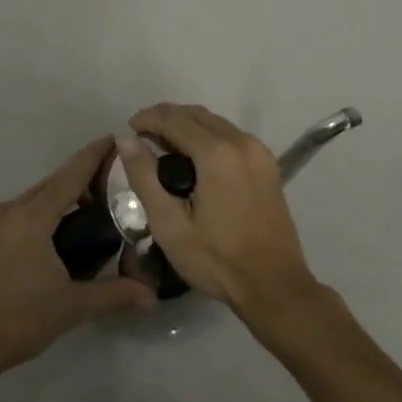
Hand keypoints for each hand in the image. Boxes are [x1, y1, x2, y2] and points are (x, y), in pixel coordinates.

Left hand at [0, 136, 154, 391]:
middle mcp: (9, 209)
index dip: (94, 154)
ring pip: (33, 198)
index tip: (115, 137)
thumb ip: (113, 294)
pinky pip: (17, 213)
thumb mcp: (70, 308)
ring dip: (59, 197)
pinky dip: (39, 212)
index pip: (71, 174)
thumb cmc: (16, 322)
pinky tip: (51, 235)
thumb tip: (152, 297)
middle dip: (81, 177)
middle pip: (52, 183)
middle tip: (112, 181)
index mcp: (32, 216)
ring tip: (87, 209)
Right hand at [120, 104, 323, 330]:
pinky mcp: (268, 164)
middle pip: (197, 115)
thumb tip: (126, 140)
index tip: (129, 128)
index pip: (175, 119)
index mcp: (217, 153)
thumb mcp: (170, 225)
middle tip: (143, 136)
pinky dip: (209, 137)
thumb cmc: (217, 261)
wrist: (275, 286)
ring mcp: (259, 152)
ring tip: (165, 146)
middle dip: (167, 118)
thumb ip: (145, 177)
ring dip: (188, 126)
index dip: (149, 117)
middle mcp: (241, 142)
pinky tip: (195, 159)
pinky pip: (232, 136)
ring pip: (216, 123)